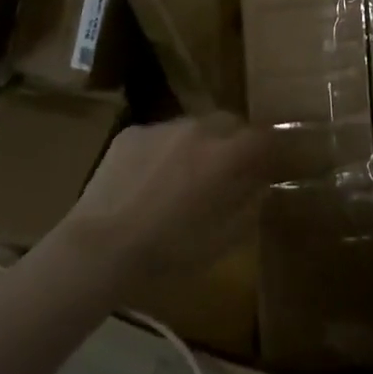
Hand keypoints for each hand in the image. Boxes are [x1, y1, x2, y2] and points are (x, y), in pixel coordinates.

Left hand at [60, 113, 276, 281]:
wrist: (99, 246)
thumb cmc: (166, 252)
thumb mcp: (220, 240)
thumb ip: (248, 206)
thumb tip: (261, 186)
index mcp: (223, 156)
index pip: (262, 136)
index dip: (271, 147)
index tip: (273, 161)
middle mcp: (197, 129)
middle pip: (229, 121)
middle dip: (235, 140)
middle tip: (229, 169)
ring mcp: (162, 127)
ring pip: (193, 126)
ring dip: (199, 144)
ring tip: (185, 176)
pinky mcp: (132, 132)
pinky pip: (160, 135)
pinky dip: (164, 151)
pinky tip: (149, 180)